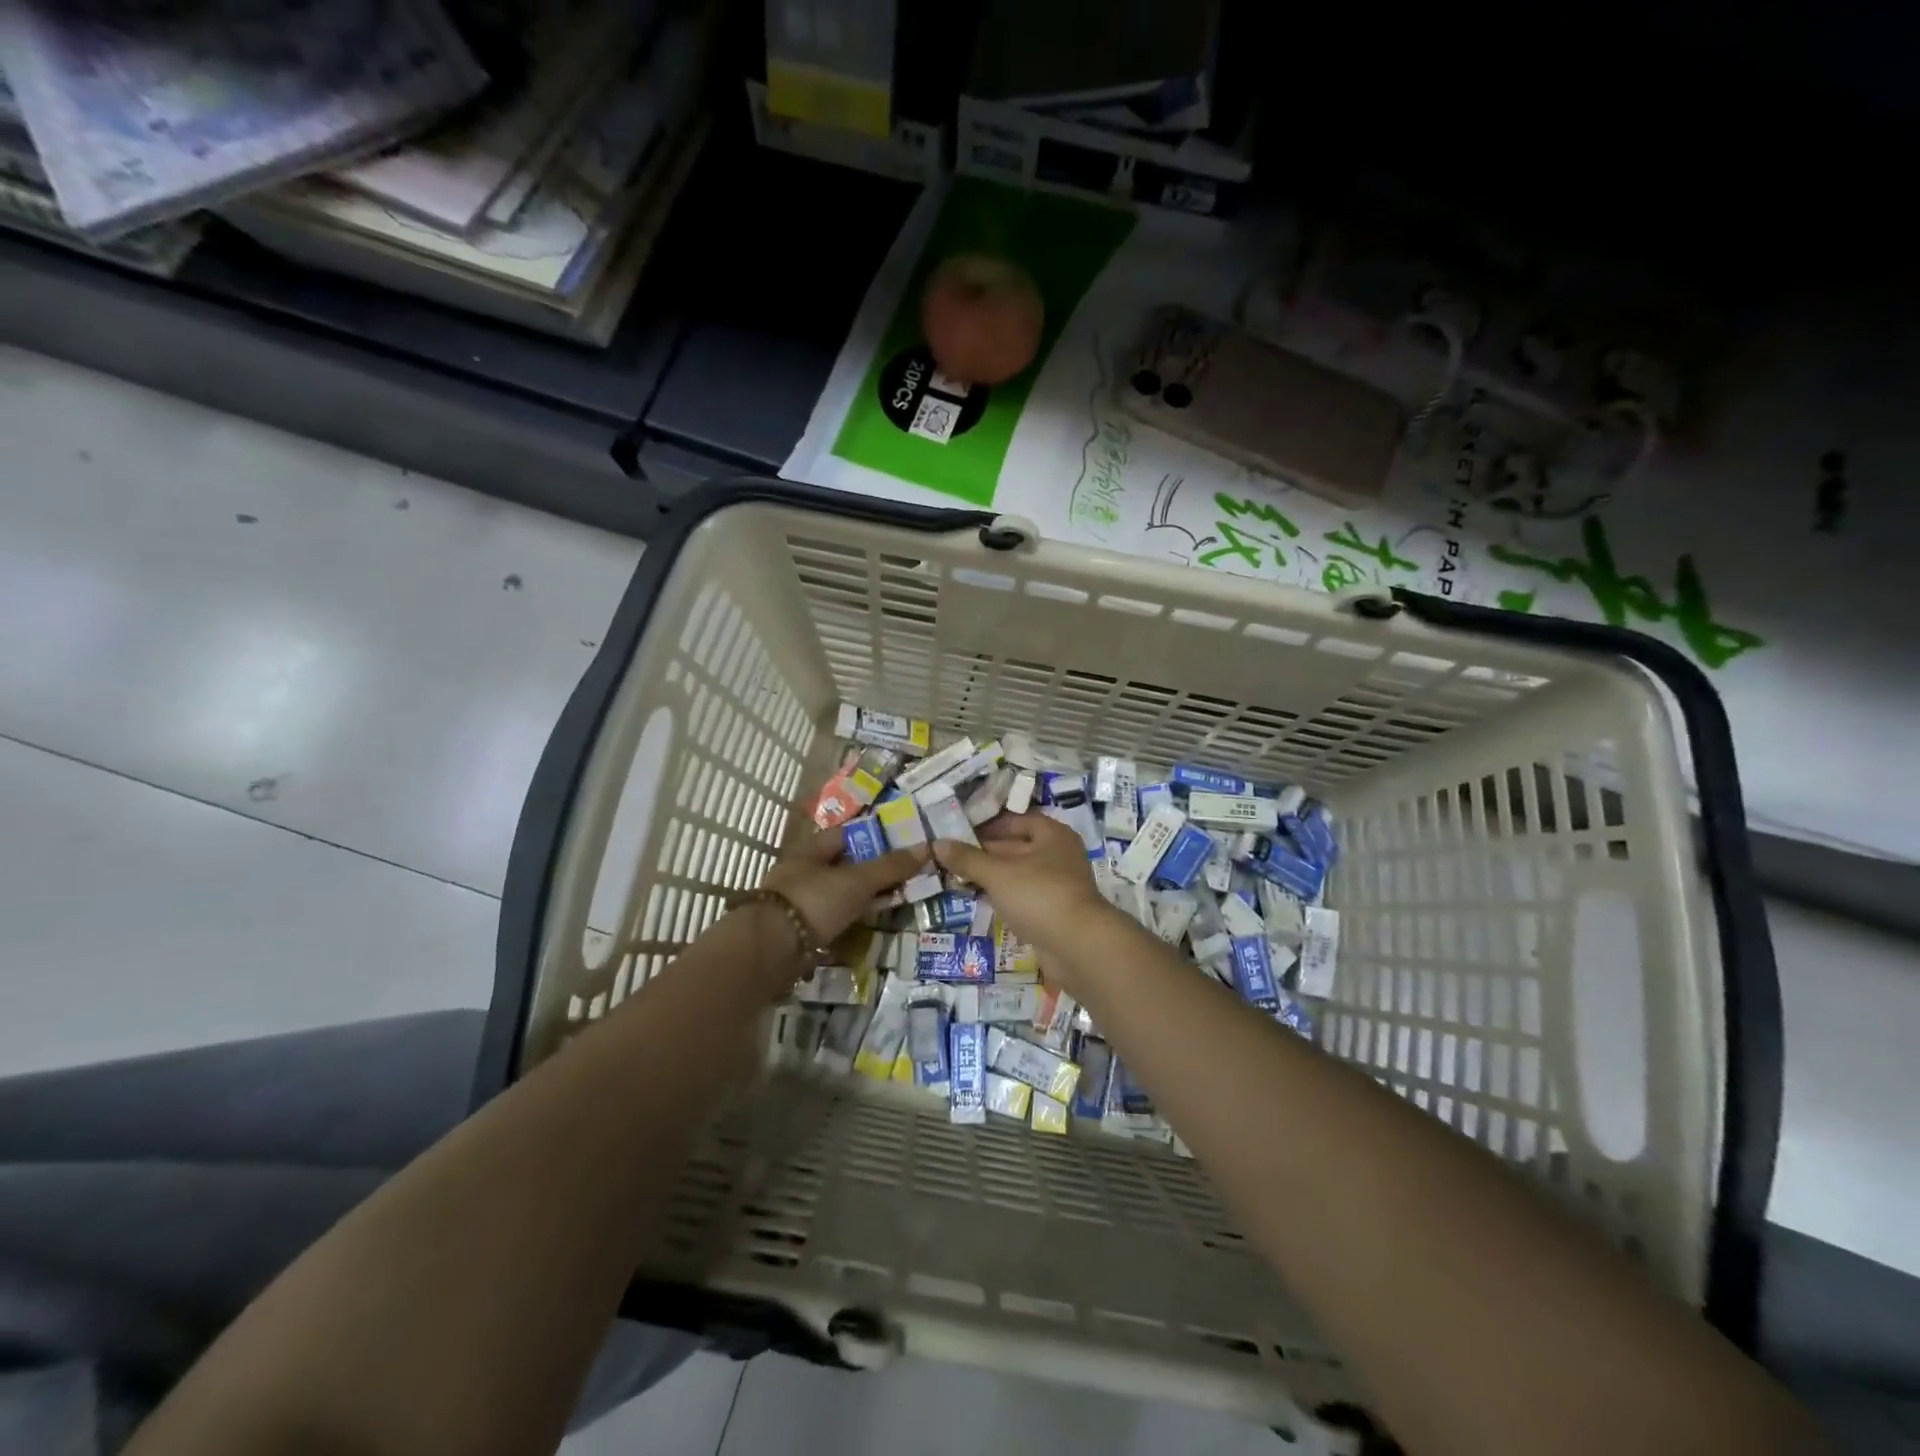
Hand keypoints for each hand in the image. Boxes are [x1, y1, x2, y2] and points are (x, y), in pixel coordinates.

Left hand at [761, 824, 928, 944]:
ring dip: (859, 898)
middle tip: (902, 877)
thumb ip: (890, 867)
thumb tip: (927, 848)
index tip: (900, 845)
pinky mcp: (798, 930)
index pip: (846, 834)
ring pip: (837, 894)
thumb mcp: (857, 881)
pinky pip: (831, 919)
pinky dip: (848, 921)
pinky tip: (866, 926)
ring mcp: (798, 902)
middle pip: (842, 865)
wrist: (769, 949)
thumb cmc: (814, 901)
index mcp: (811, 850)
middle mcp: (802, 871)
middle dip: (869, 871)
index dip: (873, 837)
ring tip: (891, 903)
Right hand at [931, 813, 1117, 964]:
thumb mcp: (998, 873)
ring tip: (958, 877)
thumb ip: (968, 858)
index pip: (1018, 821)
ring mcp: (1058, 886)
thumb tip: (937, 843)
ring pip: (1019, 875)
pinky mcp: (1053, 913)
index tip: (961, 830)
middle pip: (1018, 847)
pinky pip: (1023, 898)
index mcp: (1053, 836)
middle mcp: (1059, 856)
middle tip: (952, 856)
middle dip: (986, 852)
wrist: (1077, 946)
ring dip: (992, 877)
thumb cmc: (1039, 896)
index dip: (990, 824)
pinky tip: (979, 900)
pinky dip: (1003, 897)